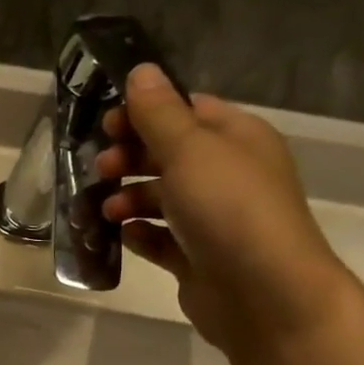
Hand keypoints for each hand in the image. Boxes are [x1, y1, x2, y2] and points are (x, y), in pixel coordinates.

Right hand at [97, 64, 354, 354]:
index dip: (145, 113)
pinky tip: (124, 236)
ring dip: (128, 199)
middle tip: (100, 168)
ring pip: (161, 198)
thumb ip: (158, 113)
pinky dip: (140, 235)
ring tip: (107, 210)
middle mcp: (227, 174)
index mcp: (236, 138)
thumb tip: (140, 71)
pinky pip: (160, 238)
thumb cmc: (228, 208)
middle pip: (168, 154)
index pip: (187, 110)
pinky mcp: (198, 257)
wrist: (263, 293)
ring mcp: (213, 218)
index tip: (107, 124)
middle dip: (130, 158)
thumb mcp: (189, 149)